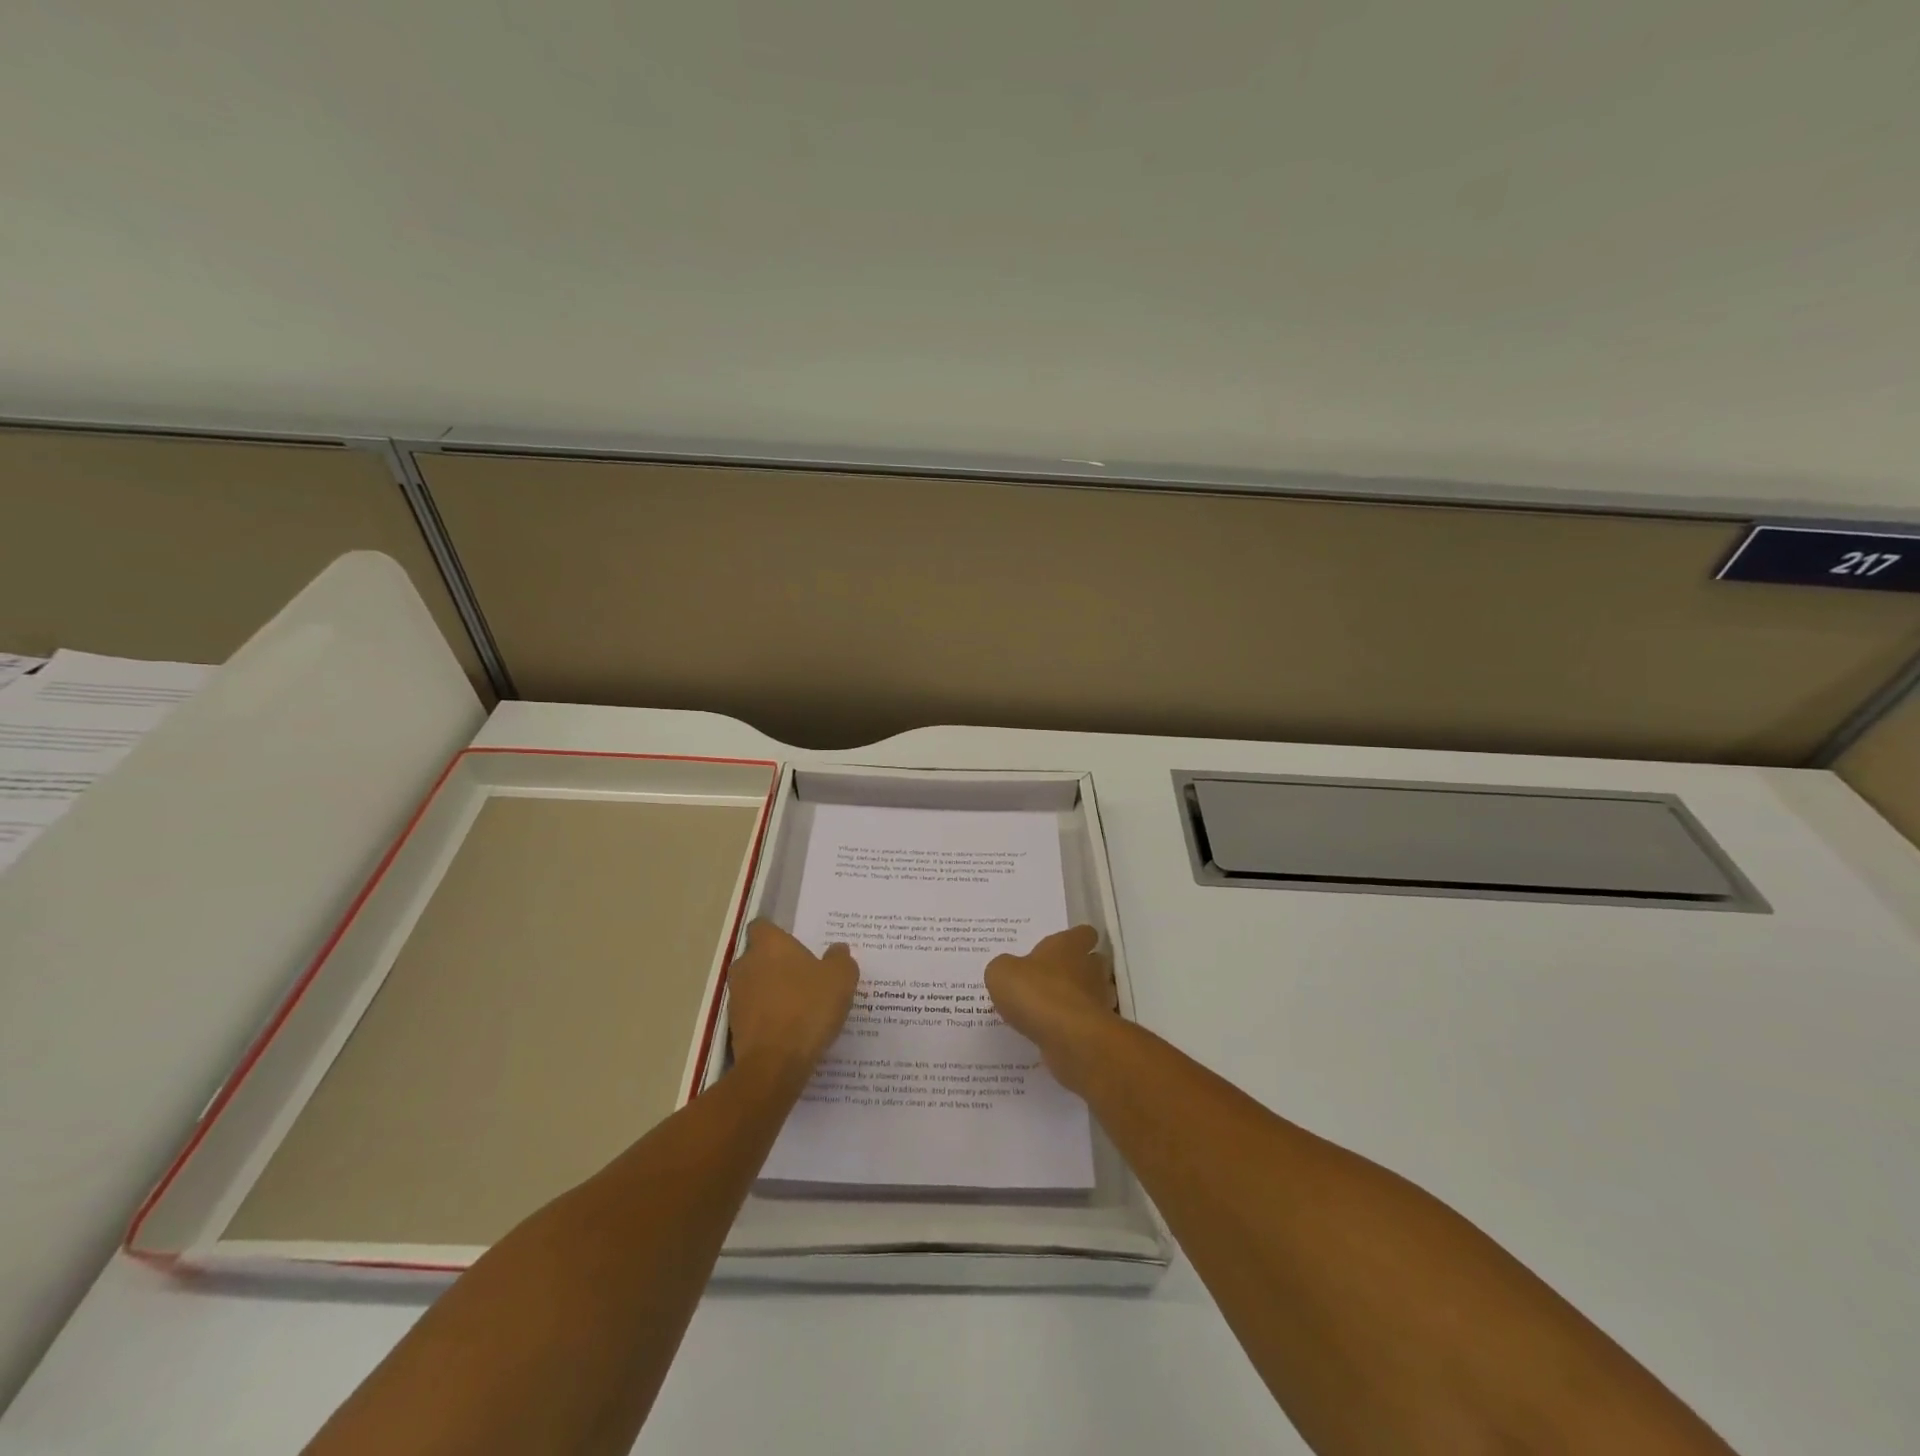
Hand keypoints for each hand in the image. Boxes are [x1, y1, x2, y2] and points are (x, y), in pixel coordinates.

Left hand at [727, 921, 858, 1083]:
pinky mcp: (734, 1026)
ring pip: (754, 985)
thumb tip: (837, 949)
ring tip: (799, 1004)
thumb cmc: (809, 1008)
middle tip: (804, 975)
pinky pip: (753, 1012)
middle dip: (776, 963)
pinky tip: (790, 1028)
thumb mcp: (841, 978)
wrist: (775, 1063)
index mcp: (769, 945)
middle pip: (758, 956)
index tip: (796, 943)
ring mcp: (736, 996)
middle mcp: (746, 965)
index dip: (778, 933)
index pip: (763, 926)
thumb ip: (840, 958)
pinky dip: (767, 1016)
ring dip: (771, 991)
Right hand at [985, 925, 1119, 1093]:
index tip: (1062, 947)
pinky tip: (1051, 1034)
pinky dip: (1073, 1027)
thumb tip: (1009, 970)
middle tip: (1051, 979)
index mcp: (1069, 946)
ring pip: (1092, 994)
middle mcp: (1089, 969)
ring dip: (1077, 999)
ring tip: (1049, 1010)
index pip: (1084, 933)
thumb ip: (1004, 967)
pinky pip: (1085, 1024)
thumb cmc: (1037, 993)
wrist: (1070, 1039)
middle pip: (1093, 963)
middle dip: (1078, 970)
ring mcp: (1098, 1001)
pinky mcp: (1097, 1031)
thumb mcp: (1001, 973)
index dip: (1075, 939)